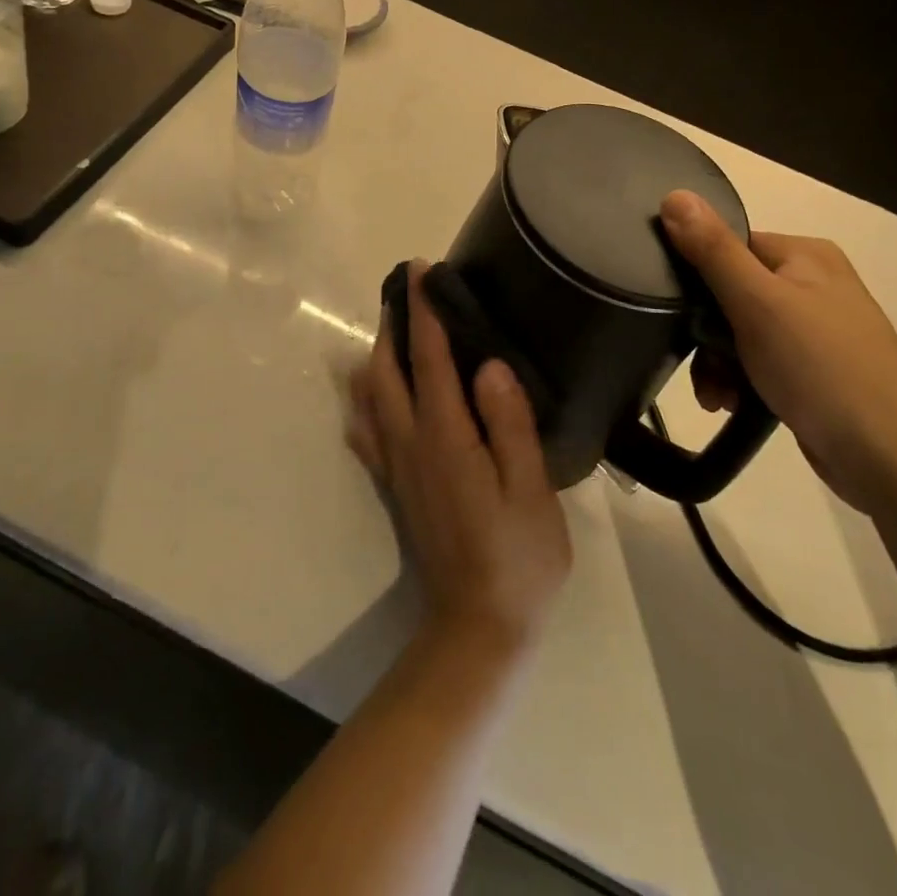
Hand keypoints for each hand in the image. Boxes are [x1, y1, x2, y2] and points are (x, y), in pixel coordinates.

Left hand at [348, 263, 572, 652]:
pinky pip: (369, 431)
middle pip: (388, 369)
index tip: (419, 270)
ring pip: (372, 396)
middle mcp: (411, 442)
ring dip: (378, 354)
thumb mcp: (530, 490)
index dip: (423, 312)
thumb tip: (488, 365)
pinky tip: (370, 392)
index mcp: (446, 436)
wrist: (478, 626)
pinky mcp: (396, 486)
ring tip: (392, 328)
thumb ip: (509, 424)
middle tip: (404, 289)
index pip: (428, 358)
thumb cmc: (517, 557)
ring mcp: (397, 465)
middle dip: (393, 323)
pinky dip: (365, 400)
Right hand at [659, 190, 896, 514]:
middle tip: (700, 366)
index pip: (729, 245)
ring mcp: (815, 330)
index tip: (675, 311)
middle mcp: (812, 285)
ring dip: (718, 363)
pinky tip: (731, 405)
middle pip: (730, 293)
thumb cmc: (822, 368)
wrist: (893, 460)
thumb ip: (713, 250)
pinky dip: (739, 381)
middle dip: (706, 333)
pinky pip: (758, 362)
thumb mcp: (758, 303)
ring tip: (716, 398)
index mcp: (805, 256)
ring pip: (739, 333)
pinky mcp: (814, 371)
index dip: (696, 276)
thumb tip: (673, 194)